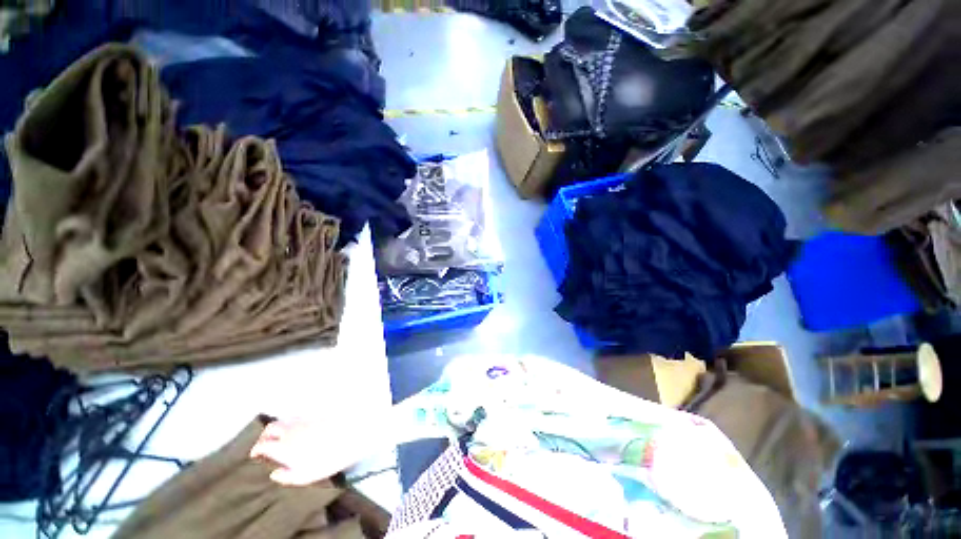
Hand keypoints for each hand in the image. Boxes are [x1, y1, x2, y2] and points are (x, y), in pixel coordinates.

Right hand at [249, 417, 375, 485]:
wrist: (353, 432)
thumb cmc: (329, 458)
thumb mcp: (306, 476)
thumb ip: (287, 477)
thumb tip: (274, 474)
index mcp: (284, 446)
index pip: (262, 444)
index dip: (256, 449)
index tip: (256, 455)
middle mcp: (290, 429)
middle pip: (271, 427)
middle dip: (264, 435)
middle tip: (265, 443)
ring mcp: (304, 418)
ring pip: (284, 419)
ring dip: (278, 426)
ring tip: (281, 435)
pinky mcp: (316, 412)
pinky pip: (298, 415)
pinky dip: (292, 420)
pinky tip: (299, 426)